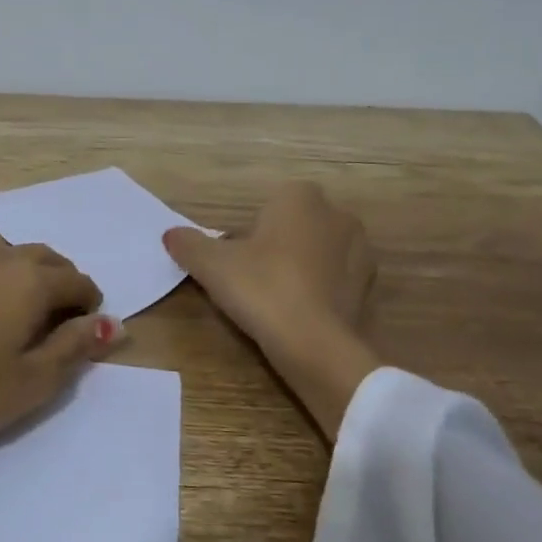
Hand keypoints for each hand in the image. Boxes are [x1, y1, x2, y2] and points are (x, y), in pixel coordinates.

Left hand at [0, 245, 123, 521]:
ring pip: (10, 256)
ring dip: (29, 275)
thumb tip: (113, 324)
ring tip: (26, 314)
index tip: (87, 331)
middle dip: (63, 282)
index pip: (77, 281)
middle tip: (62, 320)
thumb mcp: (35, 380)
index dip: (91, 304)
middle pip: (46, 258)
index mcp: (31, 281)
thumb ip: (76, 346)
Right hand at [164, 182, 381, 438]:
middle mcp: (338, 215)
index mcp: (300, 198)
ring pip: (320, 252)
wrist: (315, 343)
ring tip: (277, 301)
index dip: (251, 230)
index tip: (237, 258)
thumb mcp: (212, 266)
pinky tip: (301, 316)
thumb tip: (170, 235)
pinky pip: (337, 281)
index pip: (271, 203)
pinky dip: (321, 292)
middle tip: (253, 279)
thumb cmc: (262, 288)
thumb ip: (189, 245)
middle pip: (297, 226)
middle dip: (279, 245)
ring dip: (302, 268)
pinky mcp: (371, 287)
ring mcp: (361, 251)